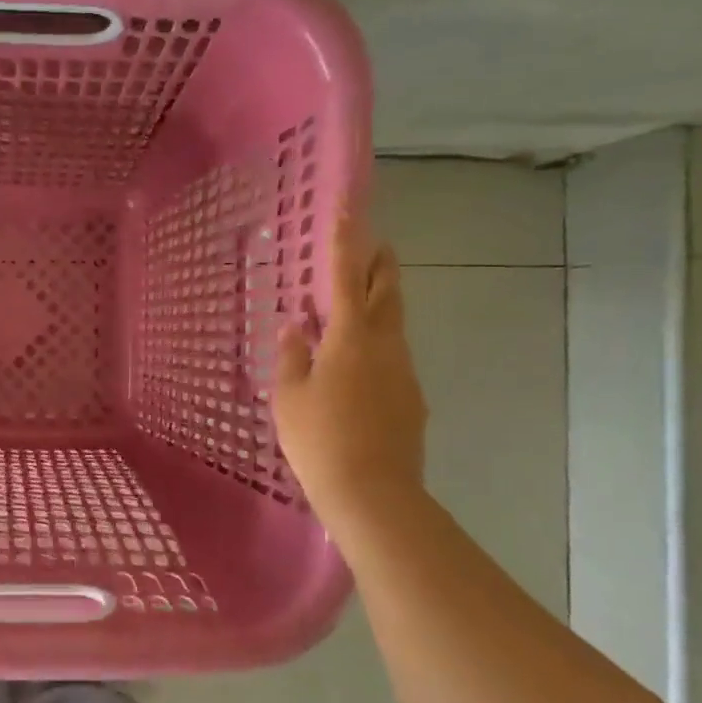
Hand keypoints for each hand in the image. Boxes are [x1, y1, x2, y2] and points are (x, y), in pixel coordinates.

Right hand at [272, 208, 427, 524]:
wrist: (373, 494)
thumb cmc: (319, 439)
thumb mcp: (290, 396)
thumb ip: (292, 357)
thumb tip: (295, 328)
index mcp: (351, 338)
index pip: (346, 277)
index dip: (347, 241)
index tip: (350, 208)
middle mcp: (385, 346)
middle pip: (387, 293)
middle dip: (380, 264)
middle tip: (374, 244)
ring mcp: (403, 373)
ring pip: (393, 325)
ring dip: (380, 304)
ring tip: (357, 303)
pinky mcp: (411, 399)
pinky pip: (393, 358)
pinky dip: (377, 344)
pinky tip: (358, 364)